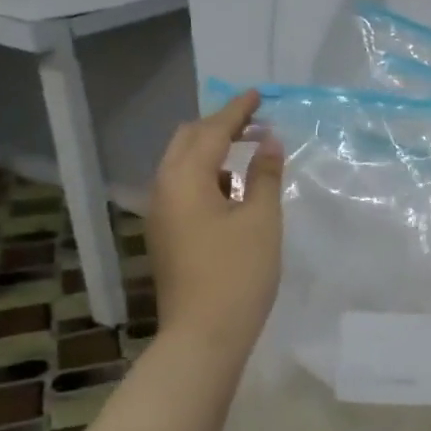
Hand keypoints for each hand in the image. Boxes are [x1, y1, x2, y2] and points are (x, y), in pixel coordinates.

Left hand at [146, 89, 284, 352]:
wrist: (204, 336)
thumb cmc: (238, 274)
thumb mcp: (261, 220)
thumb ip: (264, 175)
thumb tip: (268, 142)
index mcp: (183, 179)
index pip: (211, 131)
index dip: (237, 110)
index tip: (259, 94)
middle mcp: (164, 190)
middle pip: (187, 141)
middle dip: (219, 125)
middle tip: (255, 121)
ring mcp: (162, 214)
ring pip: (183, 166)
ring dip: (213, 151)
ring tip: (250, 149)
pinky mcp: (167, 235)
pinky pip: (185, 189)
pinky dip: (209, 176)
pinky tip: (234, 187)